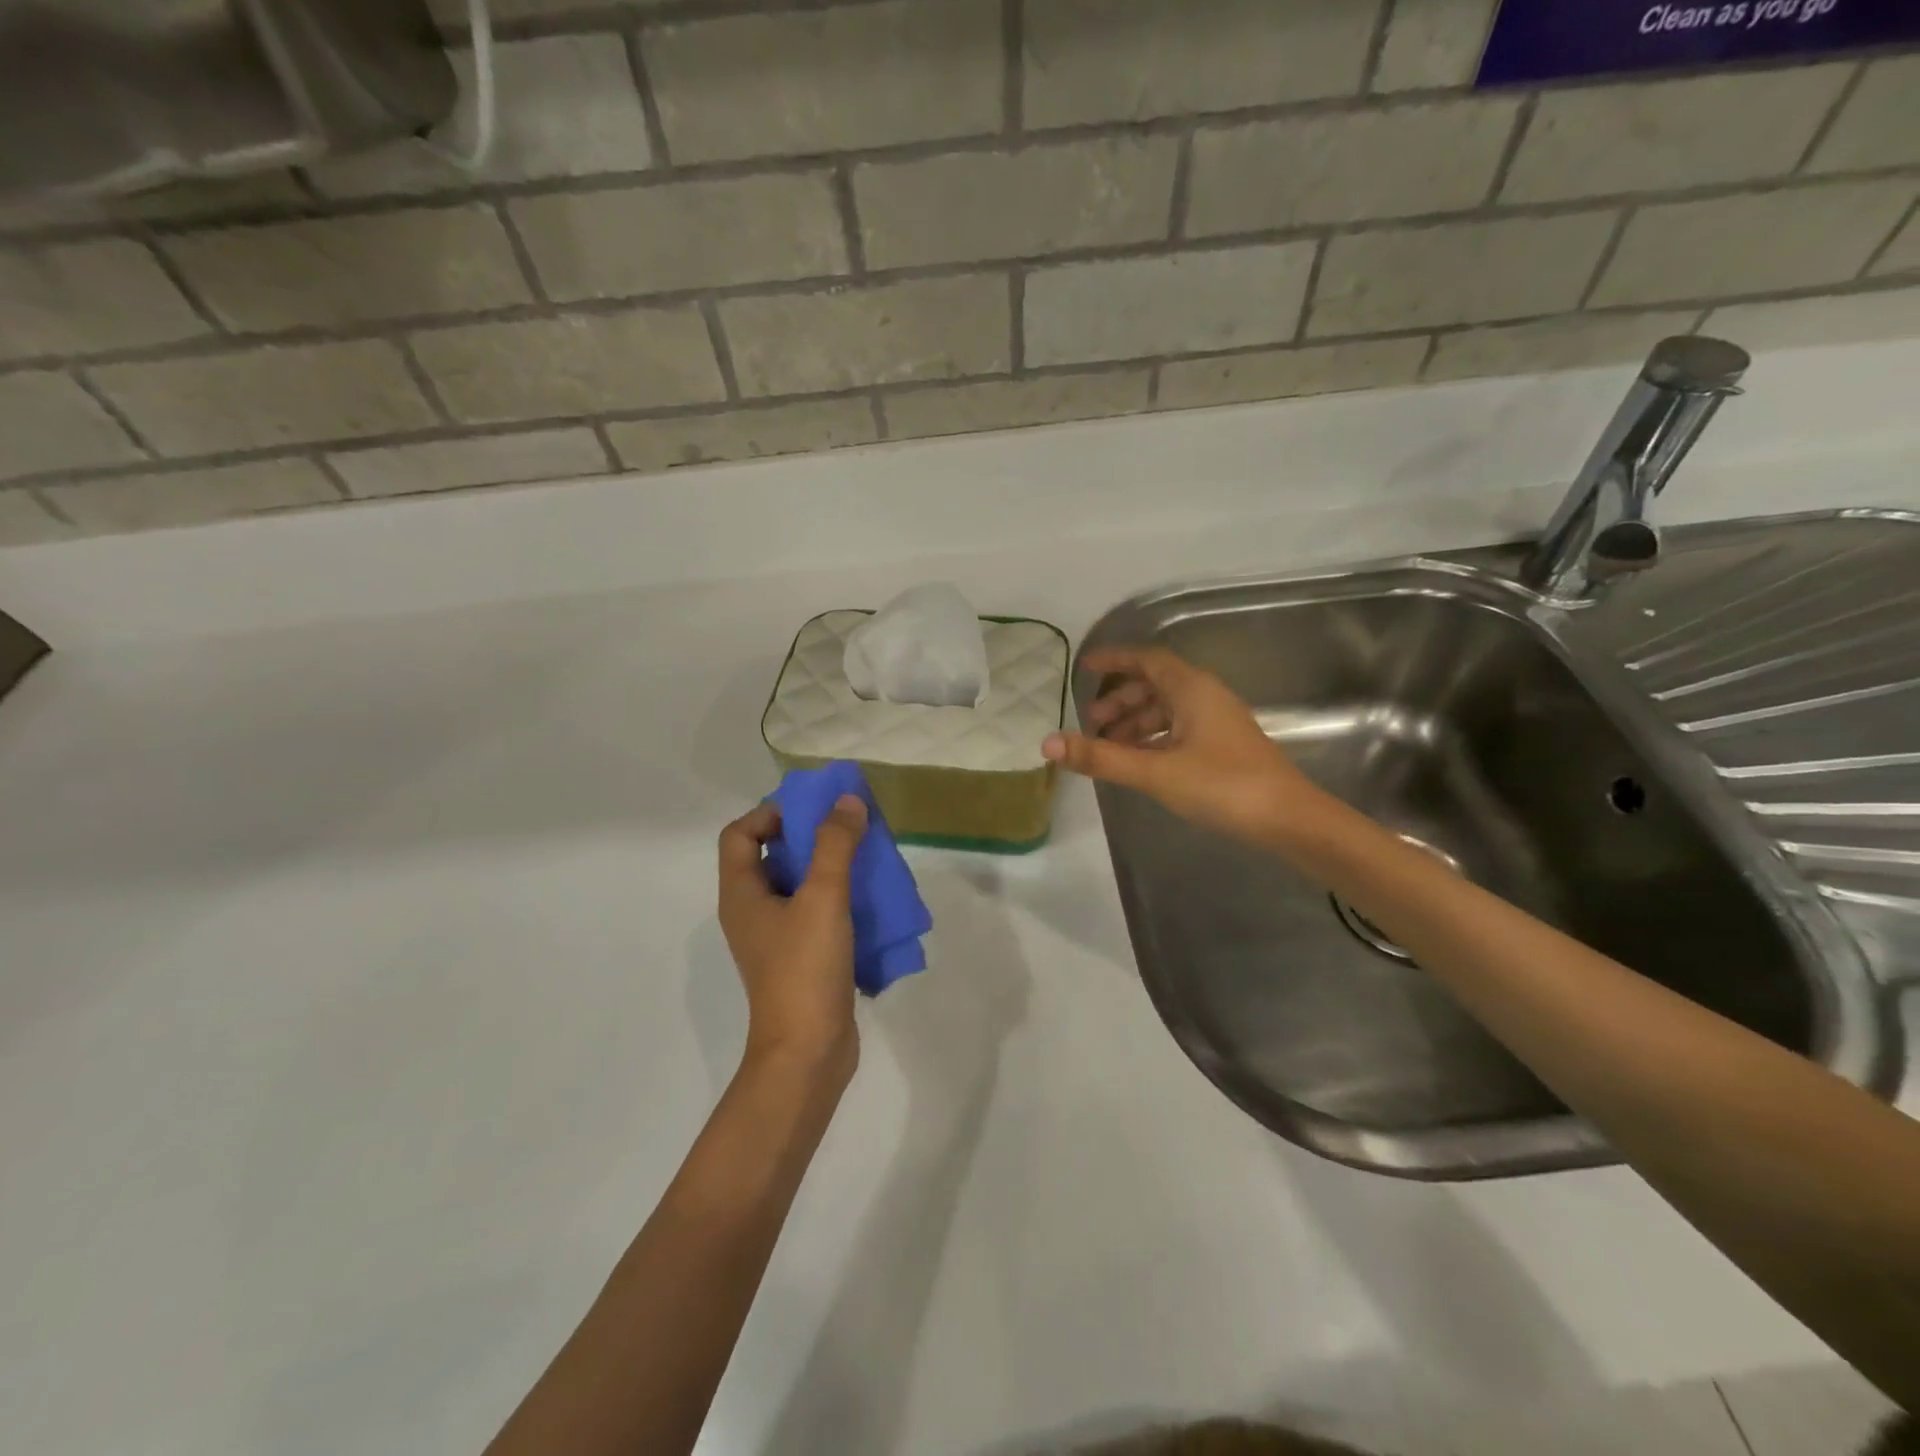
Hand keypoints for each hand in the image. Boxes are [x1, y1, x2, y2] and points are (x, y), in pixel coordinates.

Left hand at [717, 795, 867, 1086]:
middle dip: (808, 835)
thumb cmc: (804, 969)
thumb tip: (847, 801)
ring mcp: (776, 937)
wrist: (808, 1052)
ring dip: (827, 866)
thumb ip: (835, 845)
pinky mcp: (800, 957)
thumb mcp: (822, 898)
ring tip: (864, 857)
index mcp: (742, 894)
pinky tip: (869, 899)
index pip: (741, 834)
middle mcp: (752, 911)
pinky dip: (837, 897)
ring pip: (797, 885)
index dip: (770, 813)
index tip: (812, 810)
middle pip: (771, 856)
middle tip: (847, 827)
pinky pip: (814, 912)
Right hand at [1042, 646, 1324, 845]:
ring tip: (1107, 746)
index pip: (1146, 659)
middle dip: (1119, 699)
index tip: (1084, 667)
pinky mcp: (1223, 747)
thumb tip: (1047, 743)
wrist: (1289, 820)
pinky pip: (1178, 730)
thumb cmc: (1222, 785)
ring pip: (1167, 710)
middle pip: (1155, 685)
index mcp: (1191, 689)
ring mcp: (1217, 723)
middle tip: (1090, 721)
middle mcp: (1205, 697)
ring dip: (1135, 722)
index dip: (1114, 660)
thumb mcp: (1155, 771)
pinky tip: (1138, 762)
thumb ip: (1101, 757)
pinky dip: (1153, 739)